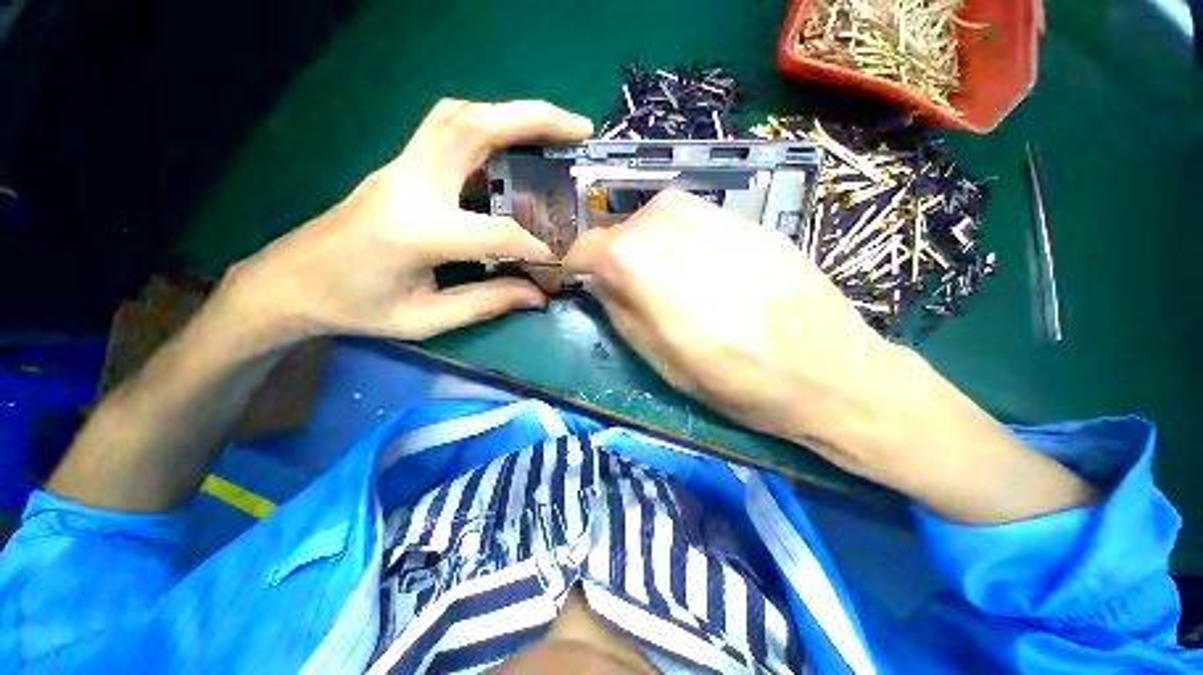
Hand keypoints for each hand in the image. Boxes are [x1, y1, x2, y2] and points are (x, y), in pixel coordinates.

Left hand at [217, 99, 592, 348]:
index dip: (535, 245)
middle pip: (475, 127)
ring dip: (511, 113)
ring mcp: (401, 167)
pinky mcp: (399, 166)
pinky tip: (510, 142)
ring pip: (460, 115)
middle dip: (535, 119)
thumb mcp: (424, 319)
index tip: (559, 259)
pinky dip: (487, 124)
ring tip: (552, 128)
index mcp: (416, 231)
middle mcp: (409, 183)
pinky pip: (446, 128)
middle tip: (579, 129)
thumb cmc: (355, 308)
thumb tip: (537, 295)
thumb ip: (486, 303)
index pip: (496, 230)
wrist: (289, 282)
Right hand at [564, 190, 902, 469]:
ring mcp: (725, 227)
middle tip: (618, 276)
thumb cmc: (743, 387)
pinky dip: (675, 227)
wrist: (832, 374)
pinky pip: (696, 212)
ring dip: (642, 233)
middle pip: (627, 225)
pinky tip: (689, 256)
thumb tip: (600, 283)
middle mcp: (687, 244)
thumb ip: (625, 316)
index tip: (578, 274)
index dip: (579, 259)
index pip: (598, 248)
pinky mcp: (754, 225)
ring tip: (653, 264)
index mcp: (660, 285)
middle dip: (611, 249)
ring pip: (660, 209)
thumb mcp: (667, 366)